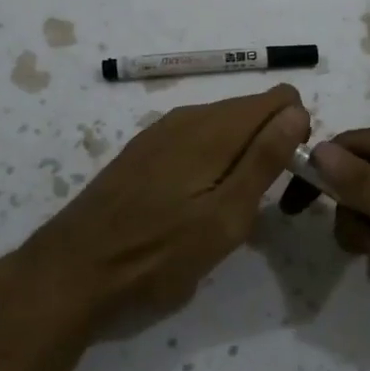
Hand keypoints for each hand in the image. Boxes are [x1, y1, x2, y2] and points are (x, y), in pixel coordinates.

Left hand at [1, 84, 309, 332]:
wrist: (73, 271)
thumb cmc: (158, 253)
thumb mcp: (225, 216)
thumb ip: (264, 159)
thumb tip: (297, 111)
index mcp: (215, 127)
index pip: (280, 99)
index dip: (295, 134)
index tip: (286, 179)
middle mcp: (189, 116)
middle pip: (252, 112)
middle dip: (270, 147)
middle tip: (257, 206)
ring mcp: (162, 131)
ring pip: (223, 128)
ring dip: (240, 158)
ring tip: (225, 212)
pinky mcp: (144, 150)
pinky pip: (196, 140)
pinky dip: (211, 163)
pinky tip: (193, 206)